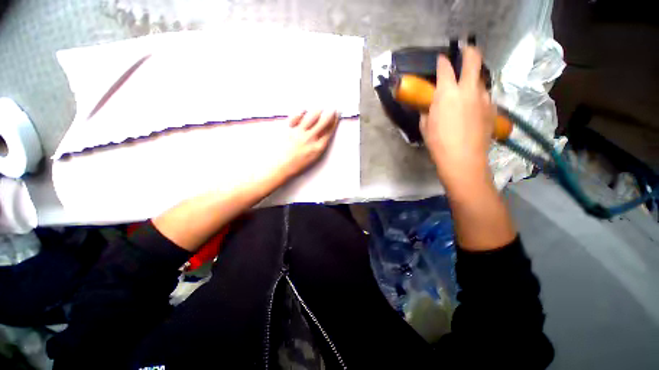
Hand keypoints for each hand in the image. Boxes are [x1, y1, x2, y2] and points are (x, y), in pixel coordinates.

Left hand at [278, 110, 338, 179]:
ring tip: (320, 108)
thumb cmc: (297, 164)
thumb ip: (320, 144)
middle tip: (332, 108)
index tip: (337, 115)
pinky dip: (301, 112)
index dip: (335, 121)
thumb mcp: (314, 157)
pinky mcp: (289, 128)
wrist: (281, 166)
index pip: (330, 130)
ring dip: (318, 110)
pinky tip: (304, 110)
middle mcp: (310, 138)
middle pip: (324, 121)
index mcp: (318, 147)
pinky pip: (297, 116)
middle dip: (330, 113)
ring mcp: (299, 132)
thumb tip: (324, 132)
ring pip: (312, 116)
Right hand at [420, 46, 494, 190]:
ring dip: (473, 80)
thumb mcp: (426, 126)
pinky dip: (478, 97)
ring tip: (466, 89)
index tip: (440, 59)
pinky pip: (485, 96)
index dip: (442, 61)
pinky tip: (473, 107)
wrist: (463, 158)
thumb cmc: (438, 142)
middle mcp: (468, 89)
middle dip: (469, 51)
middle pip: (473, 60)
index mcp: (447, 93)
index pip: (445, 68)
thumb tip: (428, 105)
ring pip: (480, 80)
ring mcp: (484, 97)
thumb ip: (427, 111)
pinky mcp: (492, 108)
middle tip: (465, 51)